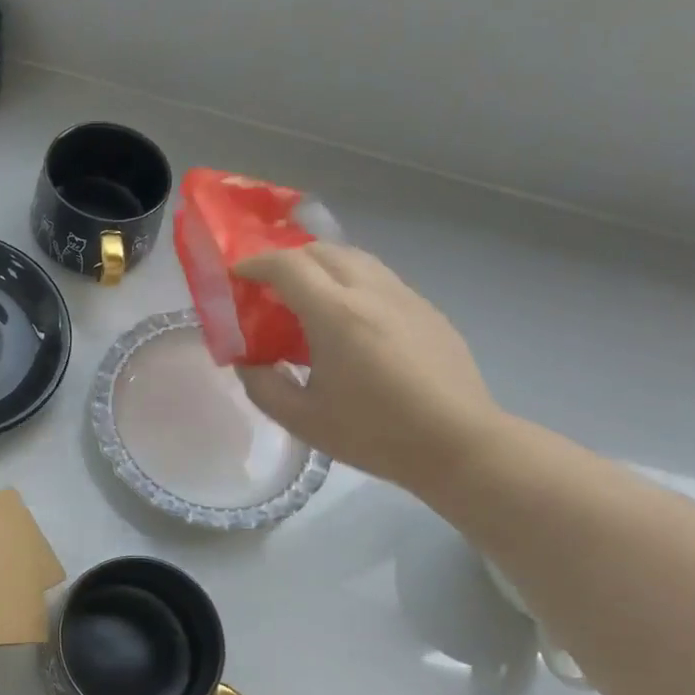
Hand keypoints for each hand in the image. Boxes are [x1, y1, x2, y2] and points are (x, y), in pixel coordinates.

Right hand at [235, 243, 504, 495]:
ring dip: (321, 267)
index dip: (255, 264)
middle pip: (322, 250)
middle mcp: (371, 292)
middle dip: (287, 260)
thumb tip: (248, 361)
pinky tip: (348, 320)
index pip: (287, 265)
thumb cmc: (374, 434)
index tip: (236, 276)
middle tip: (268, 289)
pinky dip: (350, 283)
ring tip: (306, 298)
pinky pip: (379, 278)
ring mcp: (405, 296)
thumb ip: (262, 385)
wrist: (457, 443)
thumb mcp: (301, 419)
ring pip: (355, 258)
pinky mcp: (426, 309)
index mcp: (336, 314)